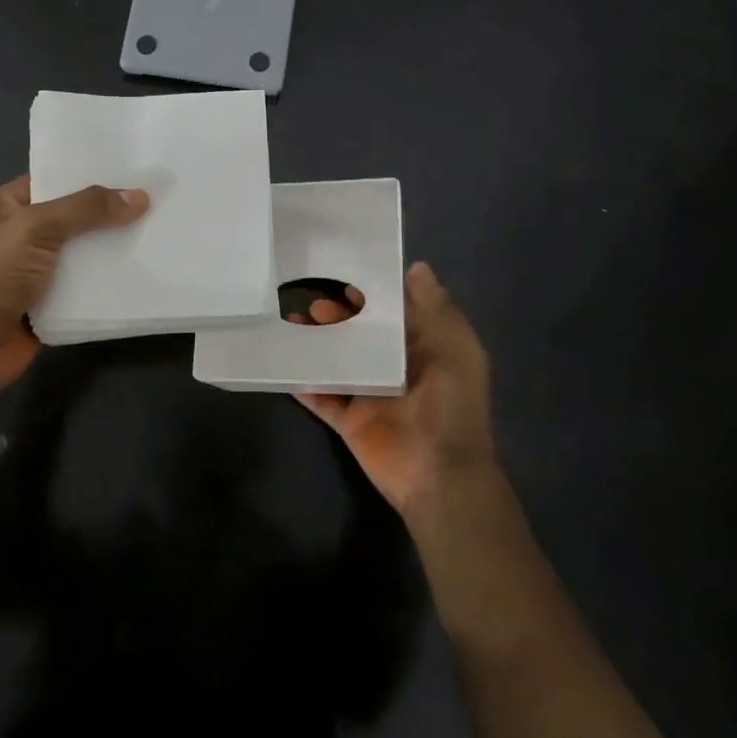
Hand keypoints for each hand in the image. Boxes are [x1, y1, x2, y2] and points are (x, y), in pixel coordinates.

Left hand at [0, 175, 148, 396]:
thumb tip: (140, 196)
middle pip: (80, 217)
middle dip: (115, 212)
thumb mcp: (36, 228)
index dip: (96, 173)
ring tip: (165, 233)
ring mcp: (42, 271)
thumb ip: (86, 209)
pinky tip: (148, 273)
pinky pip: (90, 289)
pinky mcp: (55, 305)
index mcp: (14, 204)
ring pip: (89, 254)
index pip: (60, 178)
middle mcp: (29, 234)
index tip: (140, 167)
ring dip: (118, 249)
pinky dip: (112, 284)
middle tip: (163, 200)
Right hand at [293, 262, 496, 521]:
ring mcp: (368, 393)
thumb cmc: (453, 407)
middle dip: (336, 313)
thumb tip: (417, 267)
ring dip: (316, 343)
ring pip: (337, 361)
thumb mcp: (457, 351)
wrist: (440, 475)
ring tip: (286, 316)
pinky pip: (320, 397)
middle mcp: (393, 366)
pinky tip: (279, 361)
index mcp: (421, 347)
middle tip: (301, 285)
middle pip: (359, 333)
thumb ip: (437, 310)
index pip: (392, 310)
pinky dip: (301, 382)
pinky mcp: (348, 419)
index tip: (340, 262)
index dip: (370, 288)